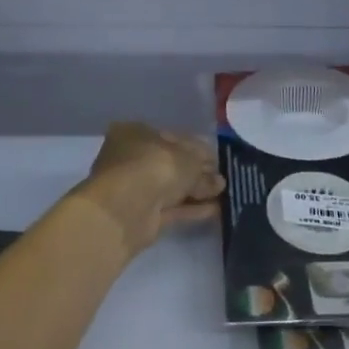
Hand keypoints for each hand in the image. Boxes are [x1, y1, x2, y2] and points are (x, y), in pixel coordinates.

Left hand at [73, 122, 224, 258]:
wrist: (125, 209)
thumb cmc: (154, 167)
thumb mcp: (188, 161)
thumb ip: (204, 171)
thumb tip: (219, 182)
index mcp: (135, 133)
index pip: (172, 137)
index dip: (197, 148)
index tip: (217, 159)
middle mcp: (131, 158)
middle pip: (171, 164)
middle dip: (197, 172)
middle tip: (222, 179)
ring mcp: (135, 188)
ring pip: (171, 187)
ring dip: (196, 191)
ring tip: (224, 194)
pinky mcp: (141, 215)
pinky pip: (171, 208)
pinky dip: (191, 208)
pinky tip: (215, 209)